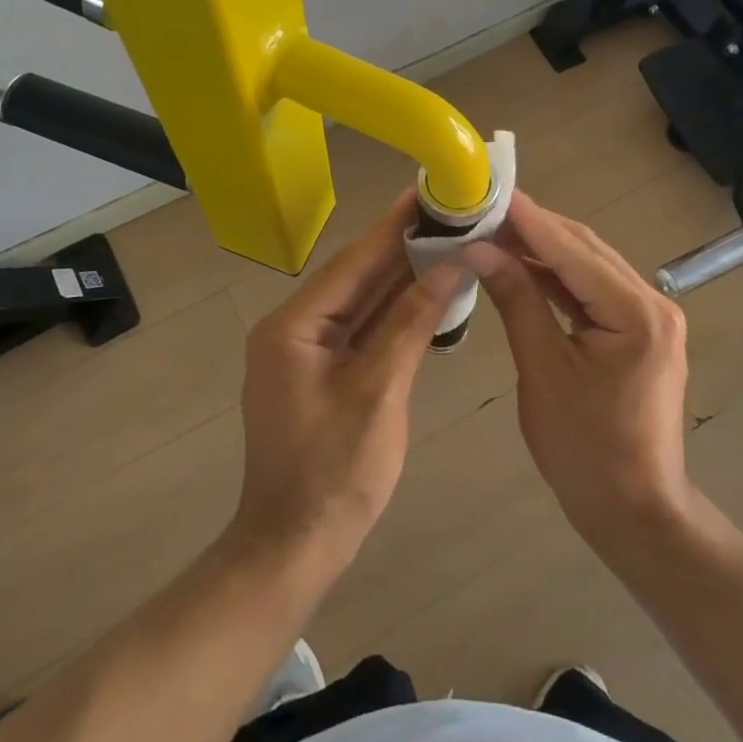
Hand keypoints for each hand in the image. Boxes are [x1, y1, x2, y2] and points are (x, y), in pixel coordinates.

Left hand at [231, 193, 458, 574]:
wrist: (293, 550)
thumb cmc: (333, 474)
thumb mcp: (378, 392)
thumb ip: (411, 323)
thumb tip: (449, 266)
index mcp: (294, 326)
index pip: (353, 262)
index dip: (394, 226)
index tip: (429, 191)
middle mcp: (295, 328)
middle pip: (356, 276)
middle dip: (402, 246)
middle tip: (448, 211)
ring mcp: (307, 351)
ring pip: (361, 301)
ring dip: (401, 275)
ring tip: (446, 239)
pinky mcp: (322, 371)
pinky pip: (362, 329)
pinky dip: (394, 311)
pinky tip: (428, 290)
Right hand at [464, 193, 694, 550]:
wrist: (634, 512)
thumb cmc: (585, 450)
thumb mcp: (543, 371)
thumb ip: (517, 300)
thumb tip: (479, 249)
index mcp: (636, 312)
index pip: (572, 249)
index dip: (527, 219)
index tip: (487, 191)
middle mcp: (652, 302)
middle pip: (584, 248)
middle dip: (533, 227)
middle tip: (482, 208)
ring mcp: (649, 315)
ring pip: (587, 265)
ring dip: (542, 248)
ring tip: (493, 230)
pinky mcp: (638, 329)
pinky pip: (591, 290)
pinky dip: (556, 276)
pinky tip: (522, 265)